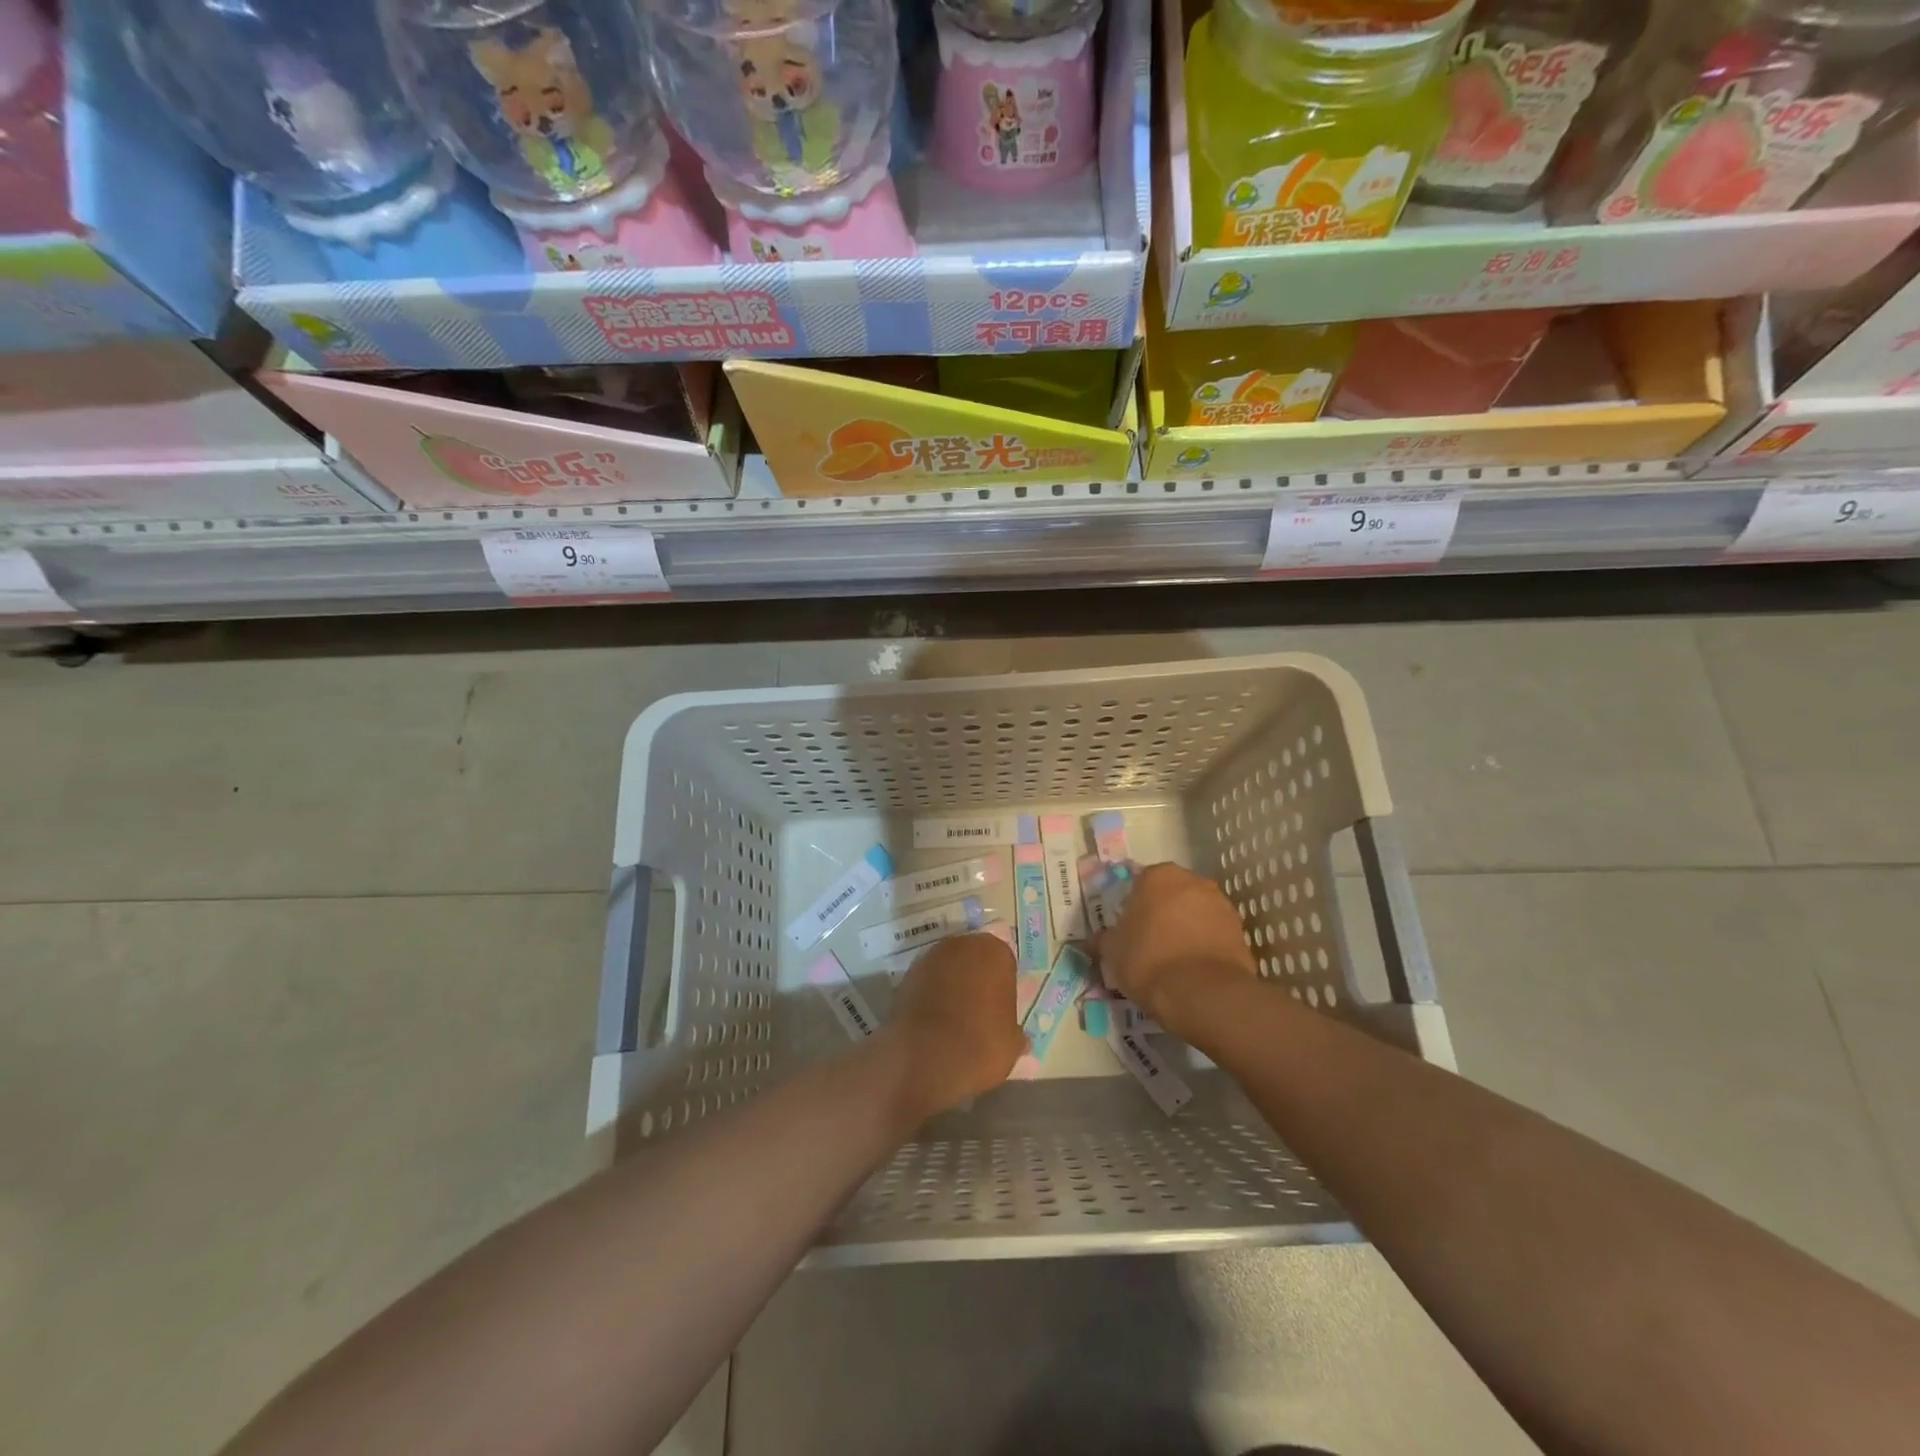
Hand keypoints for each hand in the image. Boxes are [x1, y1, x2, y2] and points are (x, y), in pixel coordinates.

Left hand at [887, 932, 1025, 1112]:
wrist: (926, 1058)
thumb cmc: (980, 1045)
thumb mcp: (1011, 1045)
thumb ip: (1013, 1031)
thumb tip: (1018, 1037)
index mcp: (995, 953)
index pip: (1003, 961)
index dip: (1002, 983)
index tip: (1001, 1006)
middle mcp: (962, 945)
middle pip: (973, 957)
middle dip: (976, 977)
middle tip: (979, 1008)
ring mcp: (930, 957)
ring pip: (948, 966)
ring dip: (951, 983)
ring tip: (954, 1017)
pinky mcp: (906, 975)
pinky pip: (927, 981)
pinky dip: (930, 994)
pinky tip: (933, 1020)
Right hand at [1098, 863, 1256, 1036]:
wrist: (1203, 994)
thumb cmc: (1148, 960)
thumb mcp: (1112, 951)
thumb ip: (1104, 939)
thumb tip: (1095, 940)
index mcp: (1158, 876)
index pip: (1140, 884)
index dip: (1133, 908)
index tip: (1129, 931)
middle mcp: (1194, 881)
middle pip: (1172, 895)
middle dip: (1163, 914)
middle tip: (1150, 944)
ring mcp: (1222, 905)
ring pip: (1196, 913)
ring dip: (1187, 929)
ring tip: (1174, 961)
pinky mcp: (1241, 932)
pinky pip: (1214, 934)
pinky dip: (1205, 946)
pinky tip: (1194, 971)